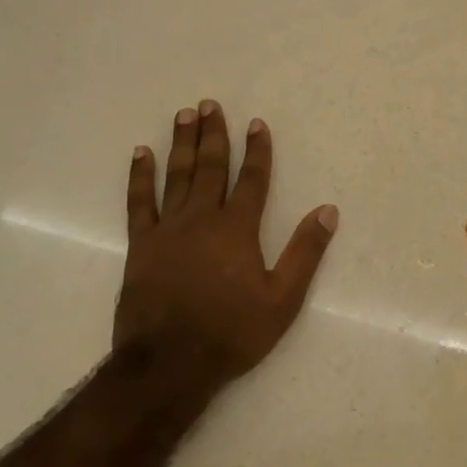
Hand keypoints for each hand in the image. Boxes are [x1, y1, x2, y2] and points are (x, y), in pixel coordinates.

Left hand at [115, 100, 337, 393]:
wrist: (170, 362)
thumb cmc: (232, 332)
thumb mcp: (283, 299)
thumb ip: (305, 252)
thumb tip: (327, 211)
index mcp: (237, 229)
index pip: (251, 180)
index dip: (257, 151)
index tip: (257, 123)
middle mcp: (201, 219)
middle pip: (210, 168)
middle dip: (214, 135)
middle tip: (210, 104)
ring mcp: (167, 230)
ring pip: (176, 176)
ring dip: (182, 144)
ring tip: (184, 115)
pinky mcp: (140, 245)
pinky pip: (139, 202)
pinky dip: (139, 176)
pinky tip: (141, 154)